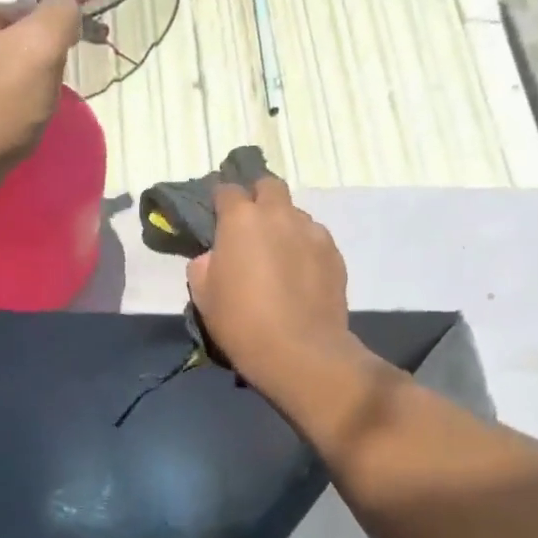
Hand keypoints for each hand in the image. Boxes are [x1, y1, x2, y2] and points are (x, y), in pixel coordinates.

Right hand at [186, 176, 364, 401]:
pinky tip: (299, 274)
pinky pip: (314, 238)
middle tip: (249, 228)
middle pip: (268, 186)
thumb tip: (213, 257)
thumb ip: (203, 266)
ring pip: (294, 213)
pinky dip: (303, 247)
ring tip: (278, 255)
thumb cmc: (241, 322)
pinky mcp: (334, 253)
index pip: (226, 190)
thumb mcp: (203, 296)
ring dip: (283, 224)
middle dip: (257, 198)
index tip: (216, 218)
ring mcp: (311, 231)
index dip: (219, 202)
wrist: (300, 351)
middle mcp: (278, 214)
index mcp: (240, 219)